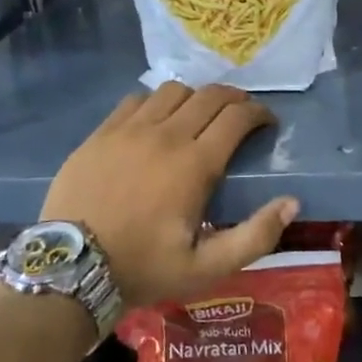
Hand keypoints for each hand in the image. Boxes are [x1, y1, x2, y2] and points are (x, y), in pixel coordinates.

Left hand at [42, 83, 297, 307]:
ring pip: (173, 90)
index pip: (237, 117)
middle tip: (241, 114)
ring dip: (195, 98)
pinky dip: (156, 103)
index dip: (259, 113)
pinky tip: (156, 122)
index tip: (267, 123)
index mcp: (195, 164)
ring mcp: (129, 130)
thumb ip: (256, 236)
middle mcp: (166, 135)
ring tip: (198, 116)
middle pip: (210, 95)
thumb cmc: (144, 269)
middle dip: (234, 98)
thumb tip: (292, 202)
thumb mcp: (207, 268)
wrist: (69, 271)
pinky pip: (136, 100)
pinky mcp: (101, 133)